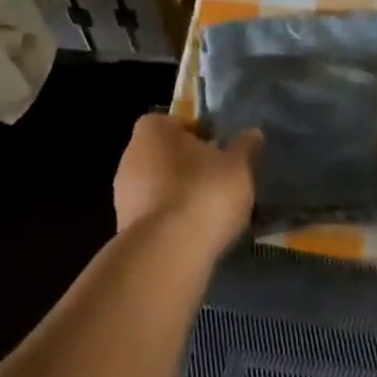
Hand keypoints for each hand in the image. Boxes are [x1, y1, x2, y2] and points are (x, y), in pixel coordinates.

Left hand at [114, 114, 259, 252]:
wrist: (166, 253)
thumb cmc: (203, 193)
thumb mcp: (237, 167)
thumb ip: (244, 148)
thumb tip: (252, 133)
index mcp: (153, 129)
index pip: (178, 123)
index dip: (200, 135)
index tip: (220, 152)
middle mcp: (131, 154)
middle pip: (166, 155)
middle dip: (189, 167)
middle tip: (218, 181)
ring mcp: (123, 193)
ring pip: (158, 187)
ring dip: (179, 196)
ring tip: (209, 213)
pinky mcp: (124, 228)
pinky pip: (153, 216)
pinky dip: (170, 222)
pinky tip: (193, 236)